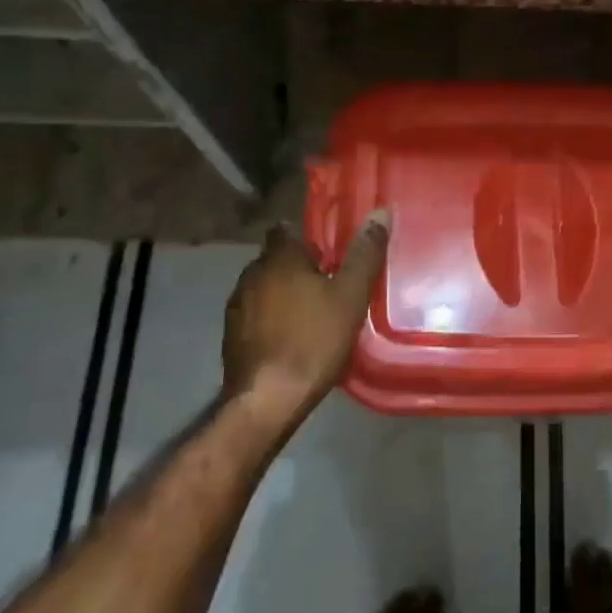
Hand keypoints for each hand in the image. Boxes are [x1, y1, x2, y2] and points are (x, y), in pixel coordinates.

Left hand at [222, 210, 390, 418]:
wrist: (267, 399)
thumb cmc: (313, 340)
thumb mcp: (350, 296)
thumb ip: (364, 254)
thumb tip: (380, 212)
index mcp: (279, 258)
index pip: (286, 230)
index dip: (307, 240)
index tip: (329, 254)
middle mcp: (251, 274)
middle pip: (277, 260)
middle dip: (298, 269)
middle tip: (329, 285)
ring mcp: (237, 306)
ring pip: (265, 289)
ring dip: (284, 295)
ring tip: (312, 314)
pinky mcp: (231, 336)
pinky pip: (256, 316)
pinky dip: (271, 320)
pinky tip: (291, 339)